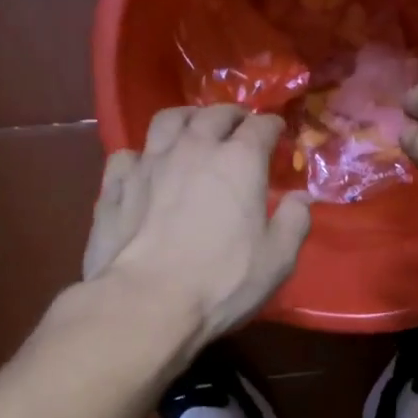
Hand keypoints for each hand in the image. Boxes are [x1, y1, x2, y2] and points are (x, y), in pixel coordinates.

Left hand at [83, 105, 312, 347]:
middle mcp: (193, 149)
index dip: (273, 127)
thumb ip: (294, 221)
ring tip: (192, 129)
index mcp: (239, 161)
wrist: (147, 302)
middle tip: (239, 126)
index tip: (278, 133)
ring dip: (185, 120)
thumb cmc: (222, 281)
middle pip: (214, 115)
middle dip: (232, 116)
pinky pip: (127, 156)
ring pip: (167, 121)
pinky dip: (141, 156)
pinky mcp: (115, 186)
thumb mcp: (277, 259)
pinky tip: (144, 169)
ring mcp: (148, 163)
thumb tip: (302, 197)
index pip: (261, 127)